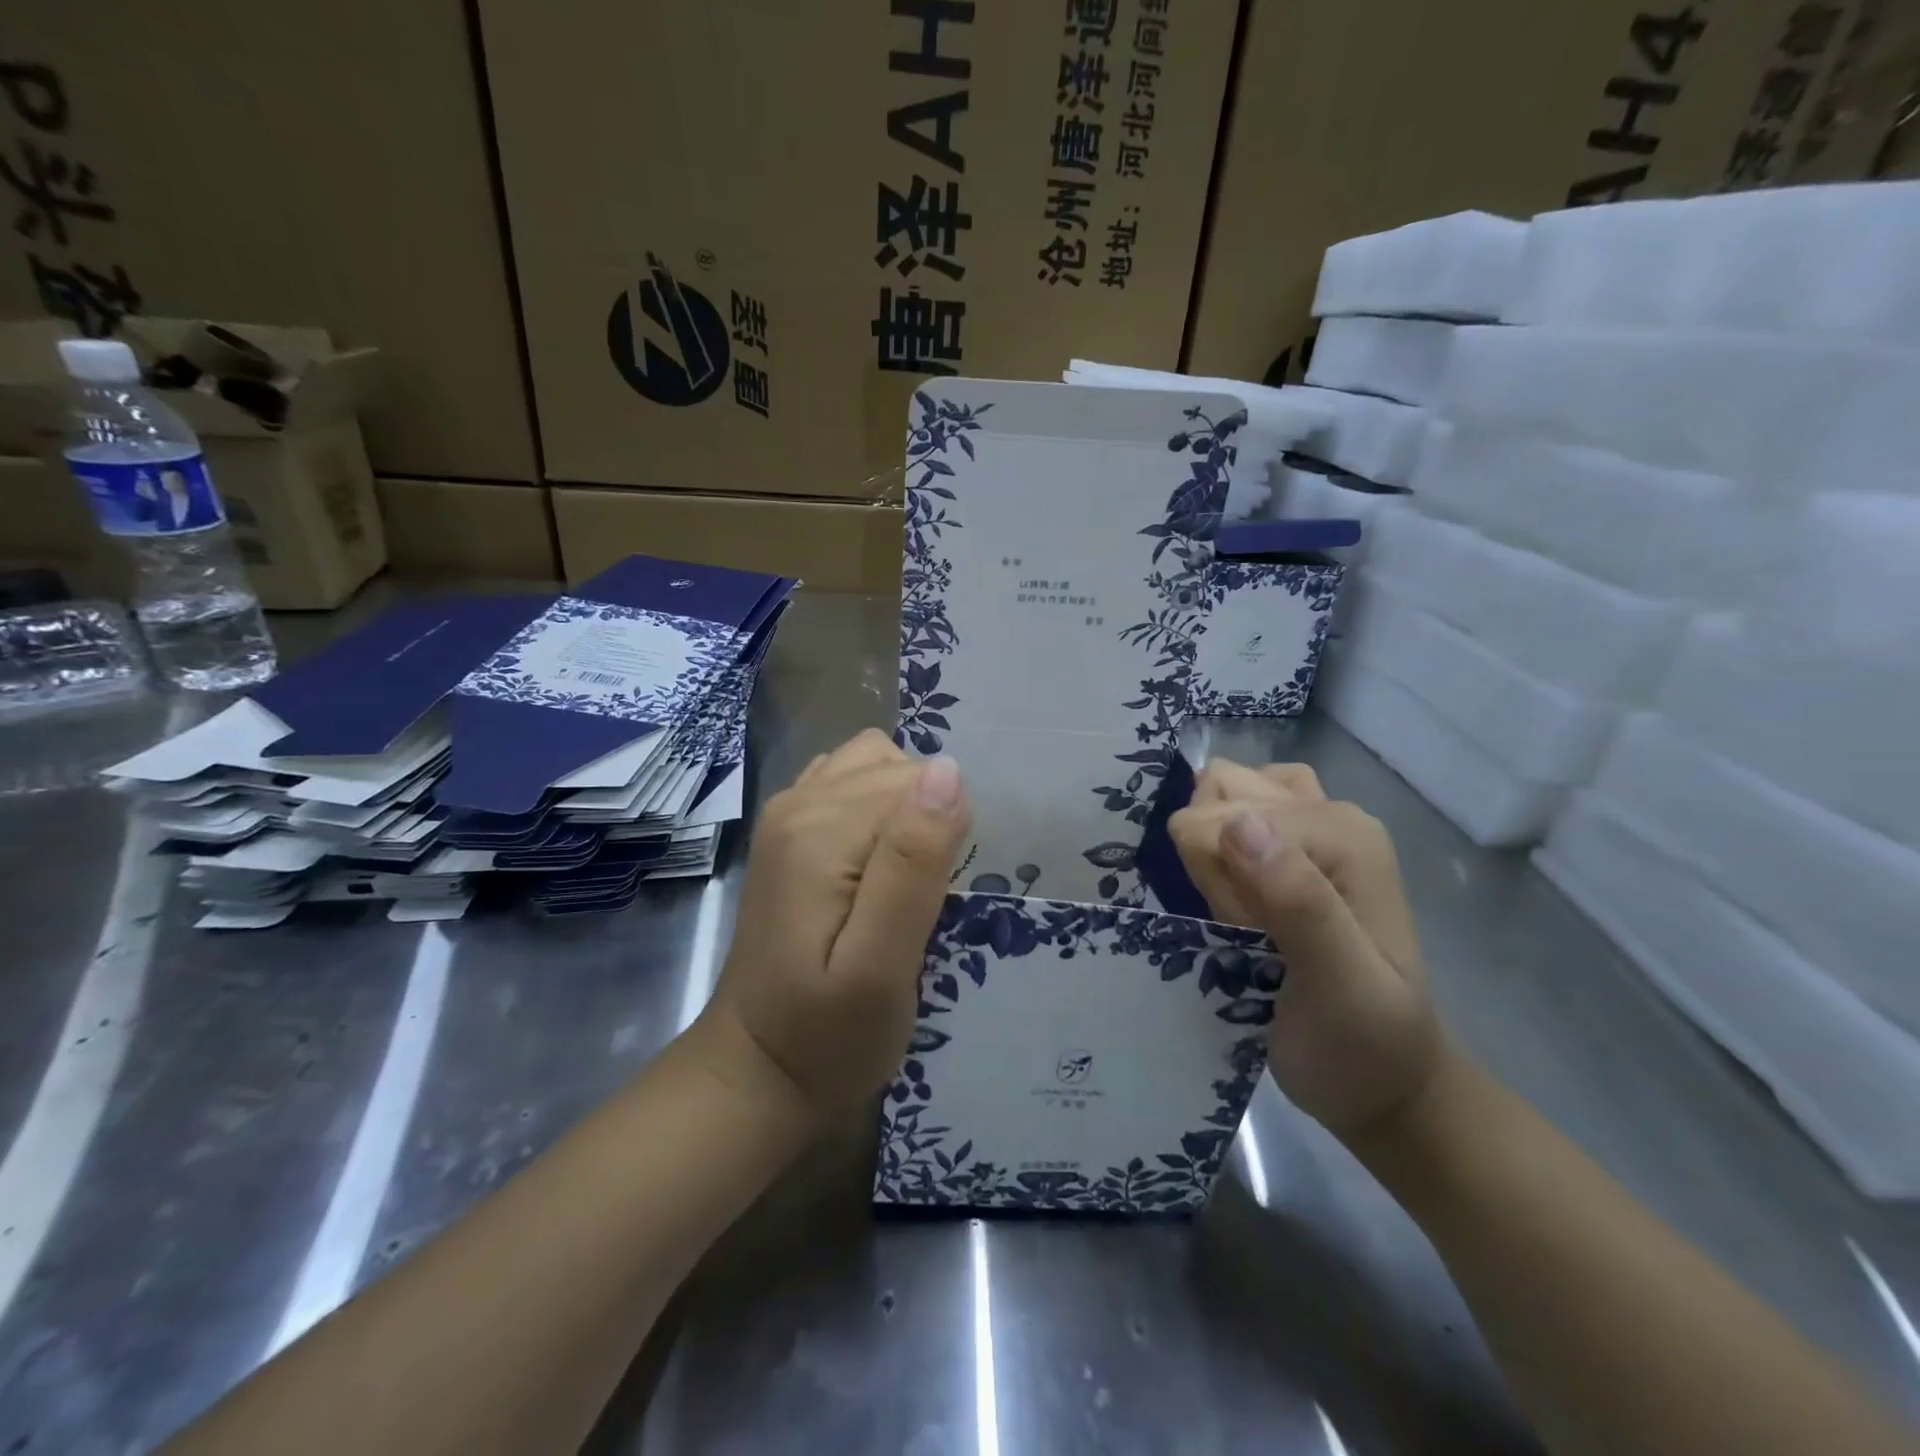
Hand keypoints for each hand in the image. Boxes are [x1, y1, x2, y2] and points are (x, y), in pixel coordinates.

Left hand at [698, 729, 970, 1124]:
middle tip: (924, 899)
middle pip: (897, 770)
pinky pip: (852, 782)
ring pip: (878, 766)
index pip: (916, 782)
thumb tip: (948, 771)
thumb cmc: (828, 1036)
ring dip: (907, 809)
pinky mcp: (791, 830)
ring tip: (908, 876)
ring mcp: (788, 812)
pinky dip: (881, 807)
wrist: (756, 1071)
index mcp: (819, 830)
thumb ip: (912, 864)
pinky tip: (881, 861)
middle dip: (927, 821)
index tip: (940, 895)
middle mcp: (798, 802)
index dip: (944, 832)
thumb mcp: (881, 966)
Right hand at [1169, 760, 1448, 1141]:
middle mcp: (1330, 812)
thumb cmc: (1361, 1046)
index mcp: (1343, 834)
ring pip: (1220, 793)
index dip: (1217, 880)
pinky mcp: (1293, 841)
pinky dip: (1215, 840)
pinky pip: (1229, 810)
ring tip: (1241, 905)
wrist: (1386, 1085)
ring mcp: (1313, 823)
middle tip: (1247, 923)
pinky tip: (1235, 886)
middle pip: (1220, 793)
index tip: (1247, 935)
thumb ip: (1297, 904)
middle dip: (1212, 858)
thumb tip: (1237, 822)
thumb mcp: (1339, 988)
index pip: (1224, 818)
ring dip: (1210, 846)